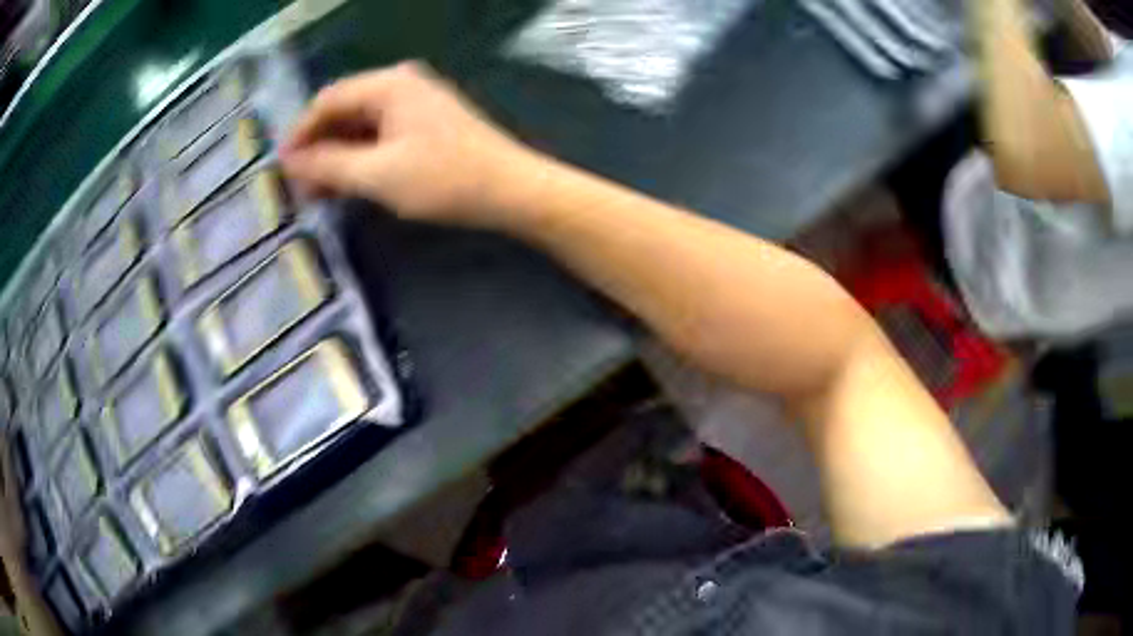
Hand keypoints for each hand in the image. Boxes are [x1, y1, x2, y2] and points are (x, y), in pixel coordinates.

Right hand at [282, 61, 543, 226]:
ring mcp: (416, 103)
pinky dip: (360, 158)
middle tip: (296, 186)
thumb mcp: (377, 174)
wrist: (512, 190)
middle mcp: (401, 84)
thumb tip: (290, 162)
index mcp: (388, 84)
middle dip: (317, 148)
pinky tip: (347, 185)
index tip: (279, 168)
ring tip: (315, 193)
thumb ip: (329, 165)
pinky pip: (380, 135)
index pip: (327, 101)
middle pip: (343, 111)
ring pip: (361, 126)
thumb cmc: (444, 179)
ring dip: (336, 157)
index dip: (299, 134)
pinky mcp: (426, 124)